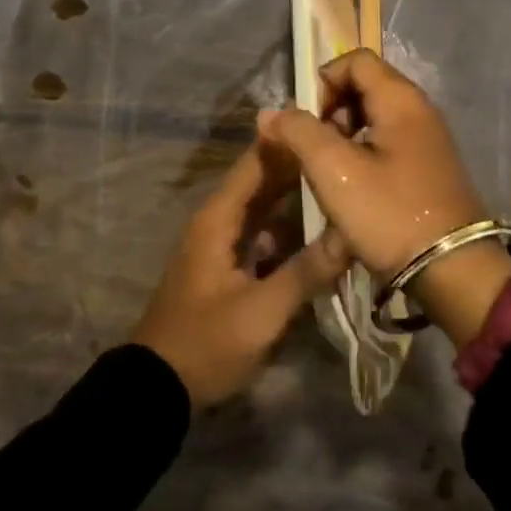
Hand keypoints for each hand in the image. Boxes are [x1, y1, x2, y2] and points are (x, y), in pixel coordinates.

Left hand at [132, 139, 348, 408]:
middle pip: (264, 181)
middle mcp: (220, 221)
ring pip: (267, 208)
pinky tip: (324, 230)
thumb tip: (352, 234)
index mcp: (219, 218)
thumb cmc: (206, 343)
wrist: (159, 388)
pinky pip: (265, 234)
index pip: (258, 162)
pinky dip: (291, 228)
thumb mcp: (261, 312)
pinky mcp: (231, 266)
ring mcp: (224, 244)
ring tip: (344, 181)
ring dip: (299, 196)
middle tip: (349, 150)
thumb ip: (307, 272)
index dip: (290, 140)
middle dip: (302, 166)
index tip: (331, 122)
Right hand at [256, 49, 510, 346]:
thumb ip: (299, 132)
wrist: (453, 271)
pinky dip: (363, 156)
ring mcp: (428, 141)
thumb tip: (270, 113)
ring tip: (328, 174)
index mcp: (401, 99)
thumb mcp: (334, 171)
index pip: (355, 60)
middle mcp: (420, 111)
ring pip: (374, 119)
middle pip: (364, 87)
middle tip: (315, 151)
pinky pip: (388, 145)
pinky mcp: (429, 169)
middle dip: (330, 112)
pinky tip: (352, 190)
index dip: (323, 82)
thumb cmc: (390, 213)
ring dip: (343, 138)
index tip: (307, 122)